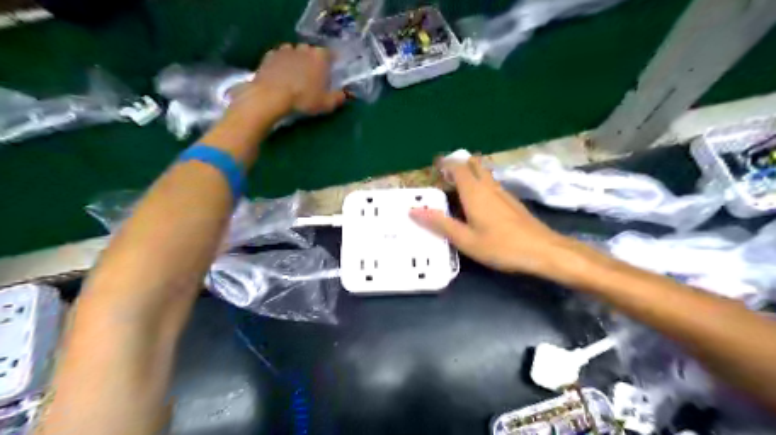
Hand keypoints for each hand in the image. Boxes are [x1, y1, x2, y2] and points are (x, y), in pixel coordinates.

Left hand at [252, 42, 345, 113]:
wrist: (270, 97)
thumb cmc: (303, 99)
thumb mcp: (326, 104)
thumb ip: (339, 97)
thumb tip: (347, 94)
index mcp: (320, 57)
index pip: (330, 54)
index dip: (331, 63)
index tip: (331, 73)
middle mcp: (303, 48)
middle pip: (311, 52)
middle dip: (313, 61)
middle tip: (313, 77)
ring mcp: (285, 50)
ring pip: (295, 53)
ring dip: (297, 61)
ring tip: (296, 76)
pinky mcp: (269, 55)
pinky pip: (279, 57)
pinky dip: (282, 64)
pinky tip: (281, 76)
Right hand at [409, 158, 584, 276]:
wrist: (544, 251)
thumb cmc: (501, 246)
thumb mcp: (466, 239)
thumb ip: (440, 224)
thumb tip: (413, 211)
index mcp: (475, 193)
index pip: (458, 168)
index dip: (446, 163)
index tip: (435, 166)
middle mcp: (489, 187)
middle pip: (474, 165)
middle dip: (459, 164)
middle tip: (445, 174)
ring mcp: (504, 193)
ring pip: (485, 174)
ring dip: (471, 173)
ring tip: (457, 186)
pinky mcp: (512, 202)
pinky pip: (492, 184)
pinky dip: (481, 184)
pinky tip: (478, 201)